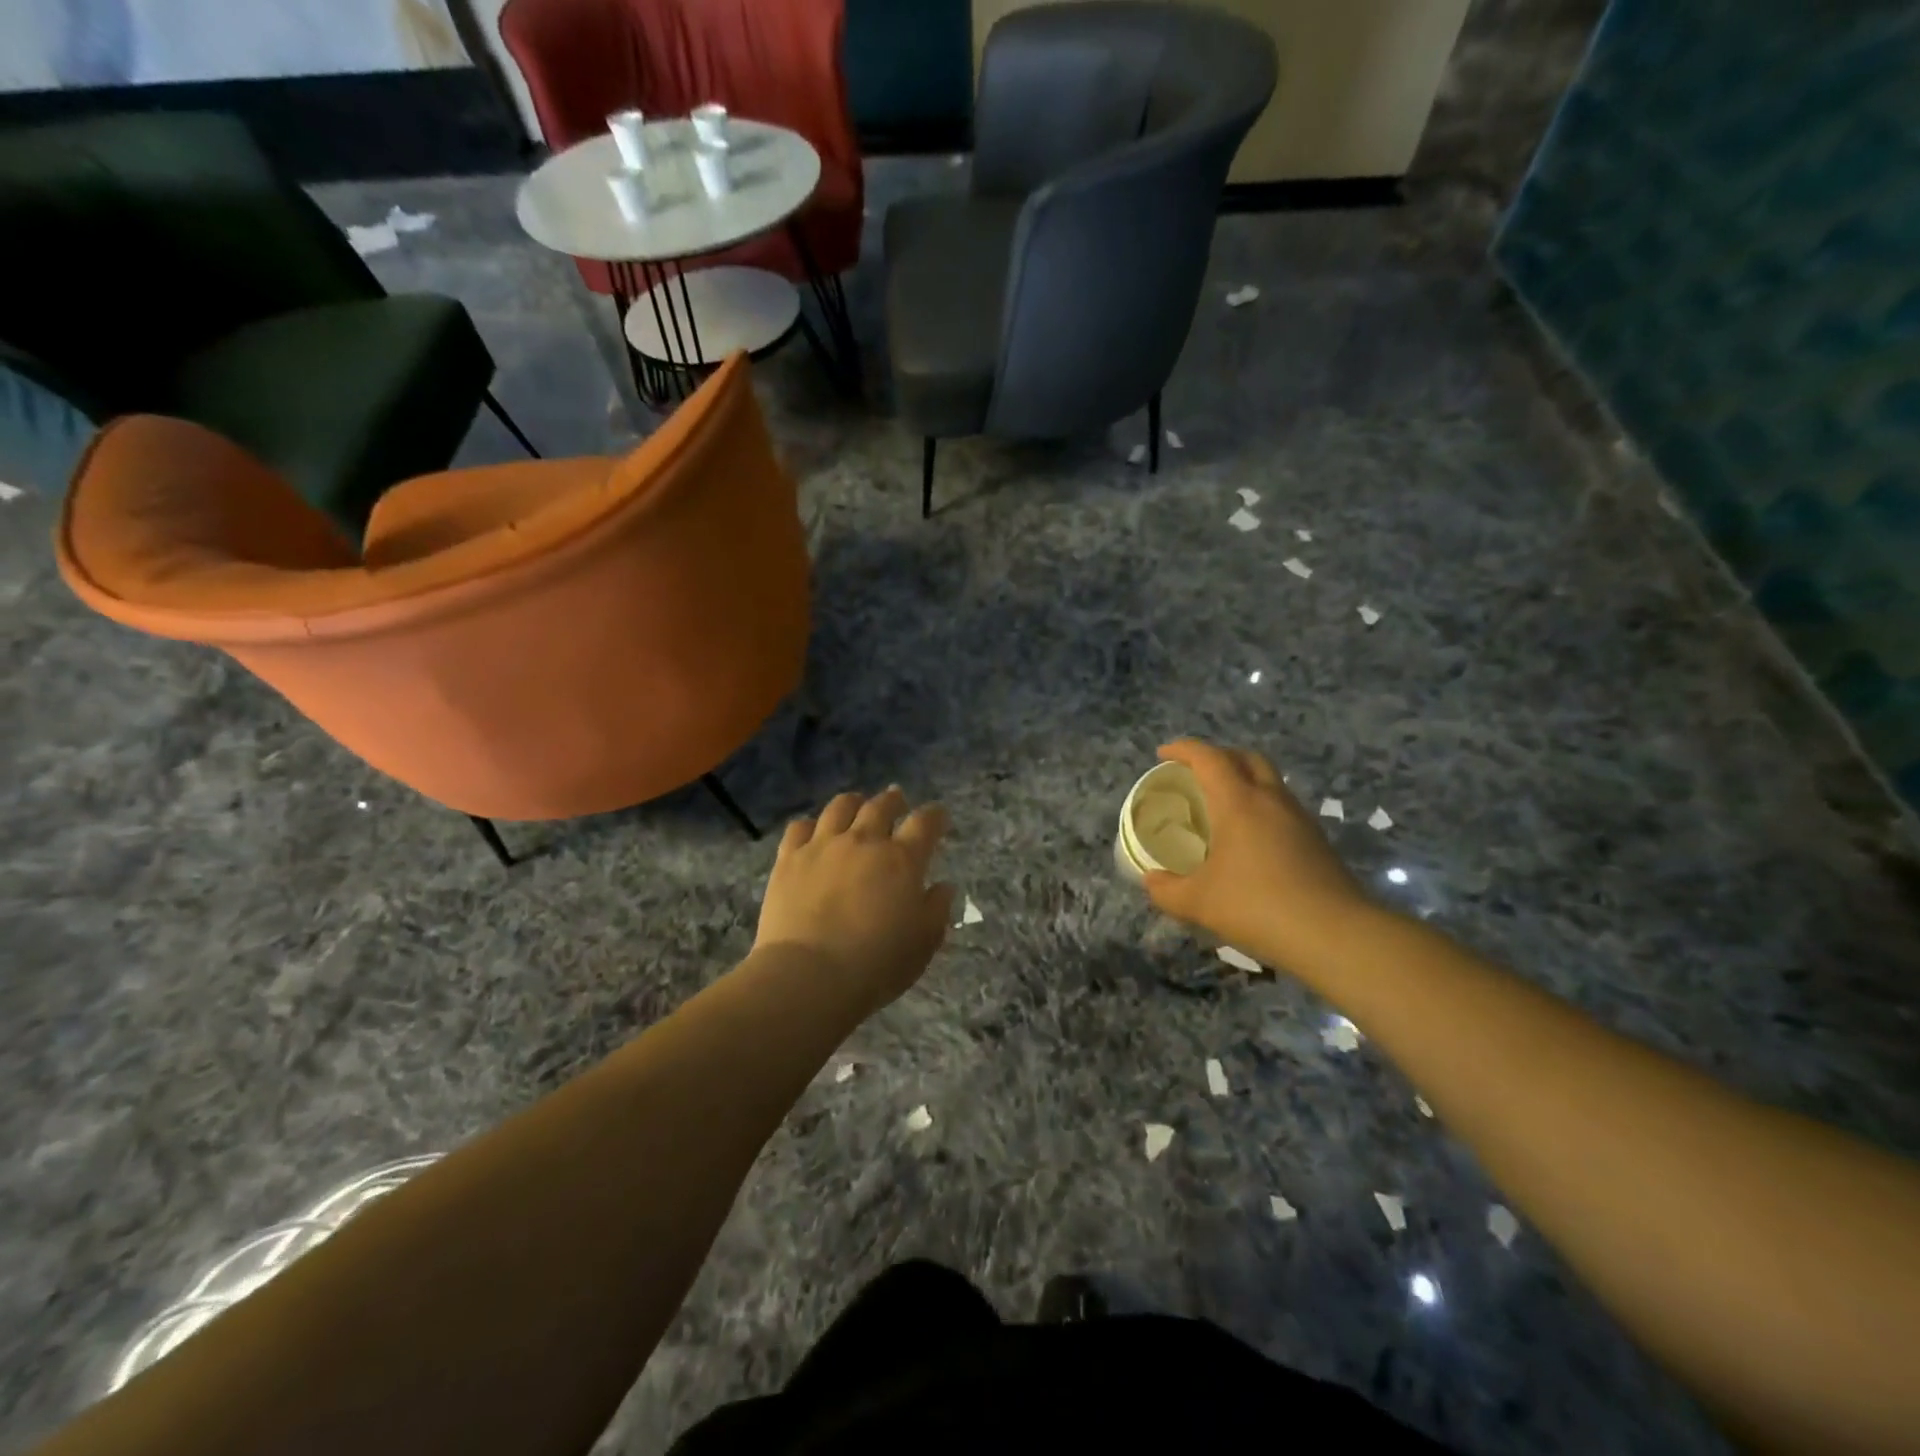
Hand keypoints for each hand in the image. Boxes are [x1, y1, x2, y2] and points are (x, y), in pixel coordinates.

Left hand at [753, 787, 954, 1013]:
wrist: (809, 976)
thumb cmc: (876, 964)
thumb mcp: (923, 943)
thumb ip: (936, 909)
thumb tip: (942, 886)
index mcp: (902, 860)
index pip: (925, 823)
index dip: (935, 816)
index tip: (939, 816)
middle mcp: (864, 841)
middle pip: (881, 805)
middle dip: (894, 800)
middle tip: (898, 799)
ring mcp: (823, 846)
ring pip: (840, 807)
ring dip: (854, 803)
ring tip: (857, 805)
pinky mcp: (790, 858)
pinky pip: (800, 827)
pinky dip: (811, 825)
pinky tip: (814, 831)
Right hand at [1143, 740, 1376, 973]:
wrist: (1336, 935)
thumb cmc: (1258, 907)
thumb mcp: (1198, 903)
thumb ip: (1167, 890)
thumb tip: (1150, 880)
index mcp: (1239, 803)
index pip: (1209, 758)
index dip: (1183, 749)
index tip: (1163, 754)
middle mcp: (1271, 800)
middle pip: (1247, 758)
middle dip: (1219, 756)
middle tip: (1196, 774)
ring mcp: (1300, 819)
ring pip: (1270, 781)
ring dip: (1244, 781)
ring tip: (1222, 807)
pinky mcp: (1317, 841)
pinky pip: (1283, 808)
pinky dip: (1261, 808)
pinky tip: (1250, 840)